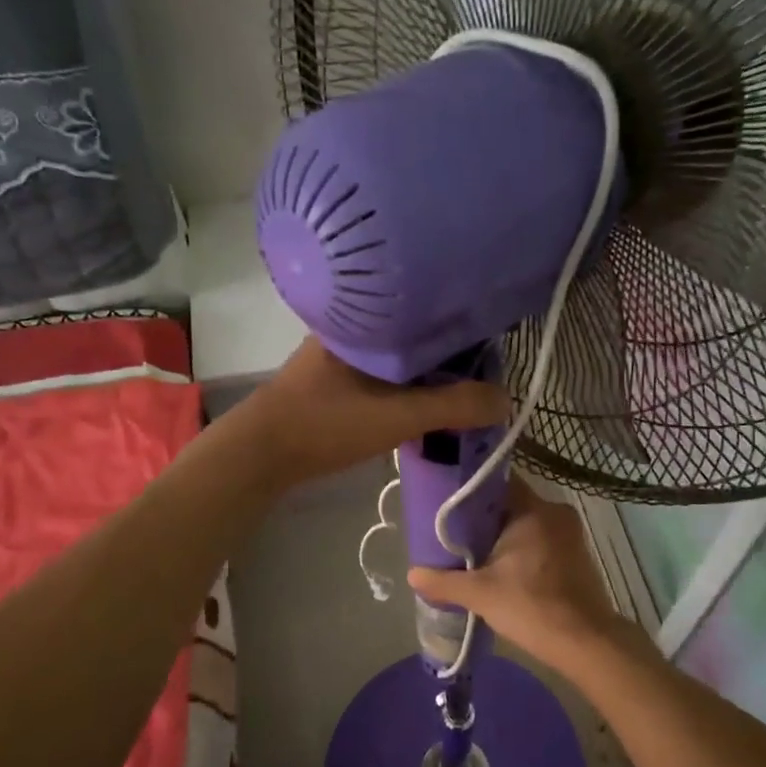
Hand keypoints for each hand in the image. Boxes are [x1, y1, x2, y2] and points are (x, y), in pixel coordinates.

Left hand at [231, 338, 510, 487]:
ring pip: (399, 359)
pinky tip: (422, 406)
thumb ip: (453, 407)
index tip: (491, 353)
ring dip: (427, 377)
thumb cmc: (327, 423)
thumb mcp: (398, 416)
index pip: (428, 312)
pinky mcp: (334, 380)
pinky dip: (406, 389)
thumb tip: (505, 400)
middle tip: (481, 380)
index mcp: (368, 321)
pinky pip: (383, 377)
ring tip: (460, 394)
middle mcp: (354, 329)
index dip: (463, 331)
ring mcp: (341, 355)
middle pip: (416, 337)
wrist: (260, 454)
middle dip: (449, 358)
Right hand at [407, 478, 635, 672]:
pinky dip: (523, 550)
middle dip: (484, 519)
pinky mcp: (577, 555)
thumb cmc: (532, 607)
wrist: (586, 643)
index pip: (497, 484)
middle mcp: (555, 513)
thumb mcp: (480, 594)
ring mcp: (571, 534)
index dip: (471, 493)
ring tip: (474, 553)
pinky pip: (542, 540)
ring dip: (504, 537)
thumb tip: (412, 574)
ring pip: (527, 524)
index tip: (448, 505)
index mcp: (534, 510)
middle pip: (511, 505)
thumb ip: (443, 581)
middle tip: (455, 534)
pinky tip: (503, 569)